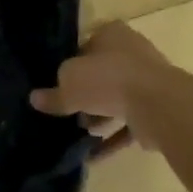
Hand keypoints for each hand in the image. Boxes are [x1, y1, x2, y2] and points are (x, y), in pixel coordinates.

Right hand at [30, 21, 174, 155]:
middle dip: (85, 95)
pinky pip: (129, 124)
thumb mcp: (69, 84)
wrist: (157, 104)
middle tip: (68, 112)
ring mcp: (148, 81)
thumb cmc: (108, 79)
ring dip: (99, 118)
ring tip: (80, 135)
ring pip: (116, 100)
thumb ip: (53, 94)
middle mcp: (132, 53)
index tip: (57, 85)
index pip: (85, 46)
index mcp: (112, 34)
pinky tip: (93, 157)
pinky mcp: (156, 109)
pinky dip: (112, 140)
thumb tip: (35, 99)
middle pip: (102, 74)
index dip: (70, 65)